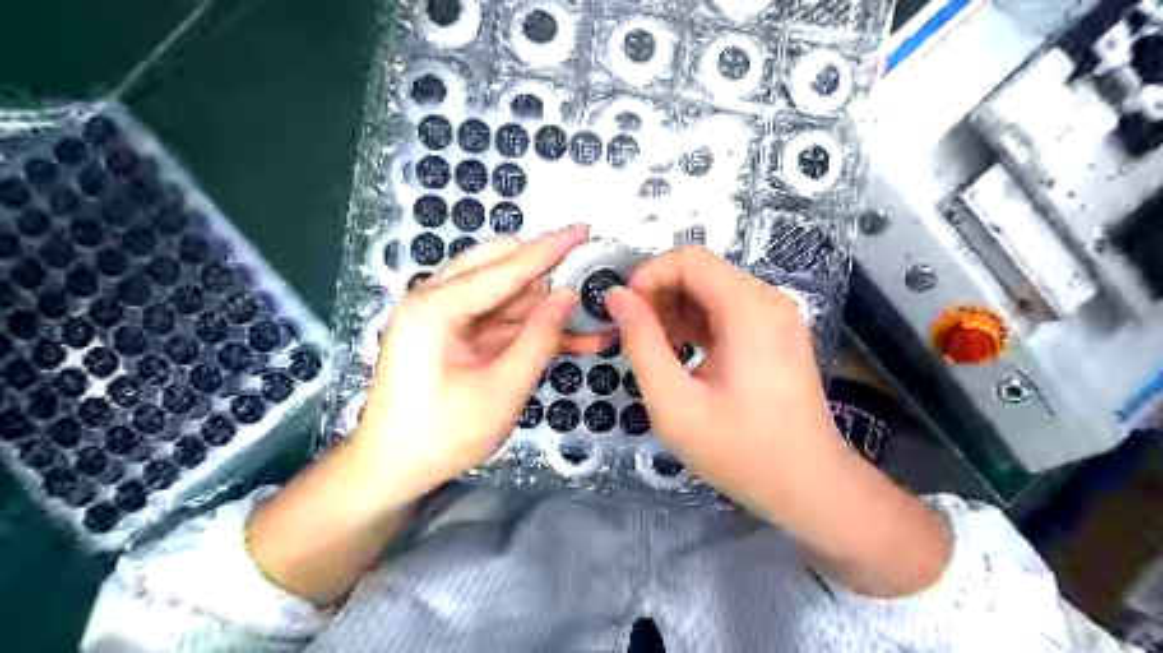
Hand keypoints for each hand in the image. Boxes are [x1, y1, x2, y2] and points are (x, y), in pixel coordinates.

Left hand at [352, 225, 610, 499]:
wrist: (391, 470)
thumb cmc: (441, 436)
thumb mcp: (501, 390)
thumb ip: (539, 338)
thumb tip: (568, 296)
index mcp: (436, 307)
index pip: (505, 267)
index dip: (549, 249)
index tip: (583, 228)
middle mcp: (434, 300)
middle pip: (500, 268)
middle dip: (546, 275)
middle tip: (588, 282)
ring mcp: (442, 317)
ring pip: (505, 295)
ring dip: (545, 307)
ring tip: (589, 320)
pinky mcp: (453, 335)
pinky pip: (499, 320)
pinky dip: (530, 328)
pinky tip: (569, 338)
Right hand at [603, 248, 948, 595]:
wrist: (809, 486)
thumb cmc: (740, 451)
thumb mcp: (674, 403)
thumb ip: (641, 343)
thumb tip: (617, 297)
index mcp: (749, 309)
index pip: (689, 259)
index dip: (648, 276)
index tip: (623, 311)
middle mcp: (768, 301)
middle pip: (701, 272)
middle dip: (660, 296)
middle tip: (635, 336)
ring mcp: (776, 317)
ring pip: (712, 291)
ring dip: (677, 311)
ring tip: (657, 351)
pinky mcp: (776, 334)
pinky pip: (728, 311)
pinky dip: (698, 324)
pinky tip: (683, 356)